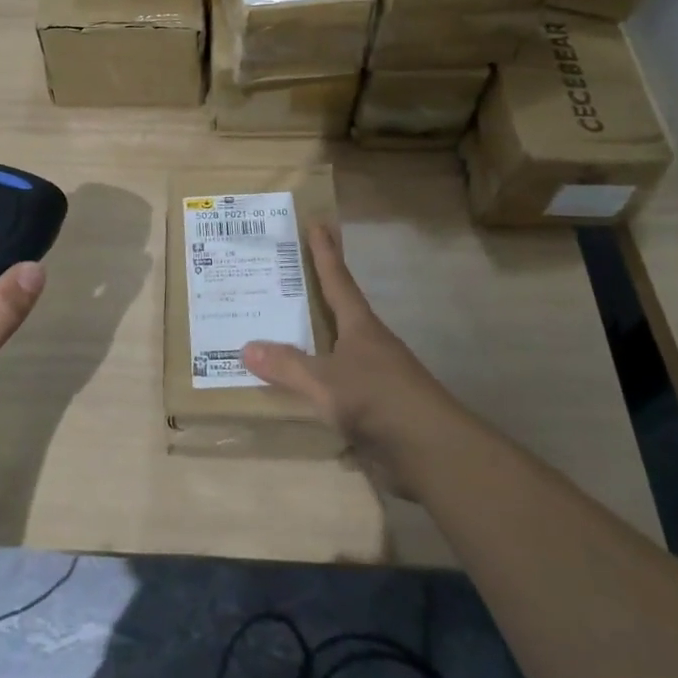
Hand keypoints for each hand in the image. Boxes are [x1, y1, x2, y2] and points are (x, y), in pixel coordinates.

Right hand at [242, 225, 466, 495]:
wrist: (431, 452)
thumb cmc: (378, 400)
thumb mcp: (326, 382)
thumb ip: (288, 366)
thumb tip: (245, 347)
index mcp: (360, 327)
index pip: (338, 280)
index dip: (325, 253)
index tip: (317, 224)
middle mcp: (368, 345)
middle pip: (339, 311)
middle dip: (316, 293)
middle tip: (286, 274)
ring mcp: (374, 377)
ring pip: (337, 348)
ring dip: (314, 339)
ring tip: (280, 330)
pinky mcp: (375, 408)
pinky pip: (336, 385)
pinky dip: (316, 380)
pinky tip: (297, 387)